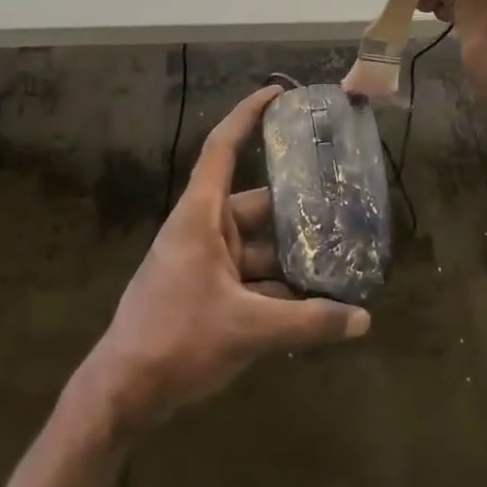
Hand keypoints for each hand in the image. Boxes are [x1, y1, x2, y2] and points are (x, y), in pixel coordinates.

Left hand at [78, 86, 369, 437]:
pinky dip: (278, 285)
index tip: (278, 94)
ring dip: (291, 254)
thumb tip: (363, 319)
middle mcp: (203, 229)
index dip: (248, 115)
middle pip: (256, 204)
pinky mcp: (206, 292)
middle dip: (296, 207)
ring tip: (340, 256)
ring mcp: (204, 262)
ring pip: (257, 246)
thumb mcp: (248, 330)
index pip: (223, 148)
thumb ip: (308, 322)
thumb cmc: (177, 340)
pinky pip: (250, 275)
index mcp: (201, 215)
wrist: (123, 392)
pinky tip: (315, 301)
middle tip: (342, 202)